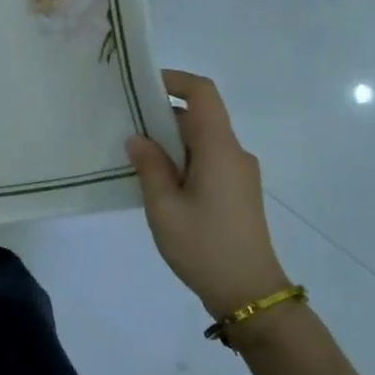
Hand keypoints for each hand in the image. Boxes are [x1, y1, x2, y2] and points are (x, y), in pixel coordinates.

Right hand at [127, 70, 289, 320]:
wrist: (249, 293)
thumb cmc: (204, 246)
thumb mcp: (164, 207)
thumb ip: (150, 167)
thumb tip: (138, 138)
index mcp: (219, 149)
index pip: (203, 93)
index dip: (174, 80)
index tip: (142, 86)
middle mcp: (234, 153)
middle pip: (200, 116)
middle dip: (162, 115)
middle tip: (125, 125)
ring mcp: (239, 173)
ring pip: (202, 141)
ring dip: (170, 141)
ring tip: (134, 157)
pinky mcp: (238, 192)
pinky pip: (208, 161)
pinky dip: (182, 160)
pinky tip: (158, 183)